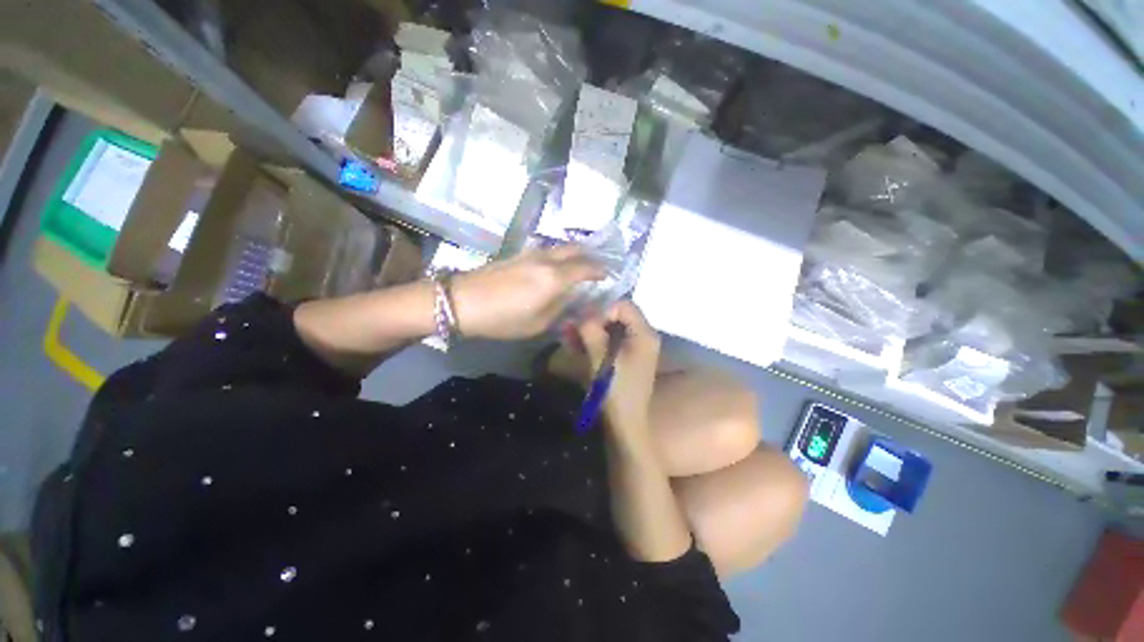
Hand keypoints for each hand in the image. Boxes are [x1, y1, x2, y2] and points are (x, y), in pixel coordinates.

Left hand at [451, 245, 604, 340]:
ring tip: (579, 266)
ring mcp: (531, 253)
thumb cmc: (503, 318)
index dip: (600, 270)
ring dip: (574, 254)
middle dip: (590, 255)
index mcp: (555, 277)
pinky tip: (556, 267)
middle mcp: (547, 259)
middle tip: (597, 266)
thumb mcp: (538, 323)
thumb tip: (571, 298)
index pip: (586, 267)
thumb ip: (560, 308)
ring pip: (560, 247)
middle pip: (575, 249)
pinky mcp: (518, 253)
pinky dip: (559, 256)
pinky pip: (547, 250)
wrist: (463, 301)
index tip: (608, 275)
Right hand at [577, 301, 660, 435]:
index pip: (623, 305)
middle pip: (618, 315)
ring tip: (569, 336)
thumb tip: (582, 312)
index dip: (602, 309)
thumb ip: (591, 330)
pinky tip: (577, 346)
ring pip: (612, 329)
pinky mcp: (628, 359)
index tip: (585, 323)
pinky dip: (595, 341)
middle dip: (593, 319)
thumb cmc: (615, 390)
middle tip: (571, 327)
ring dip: (591, 330)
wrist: (625, 425)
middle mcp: (644, 337)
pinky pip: (612, 341)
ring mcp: (637, 348)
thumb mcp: (600, 358)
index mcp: (644, 334)